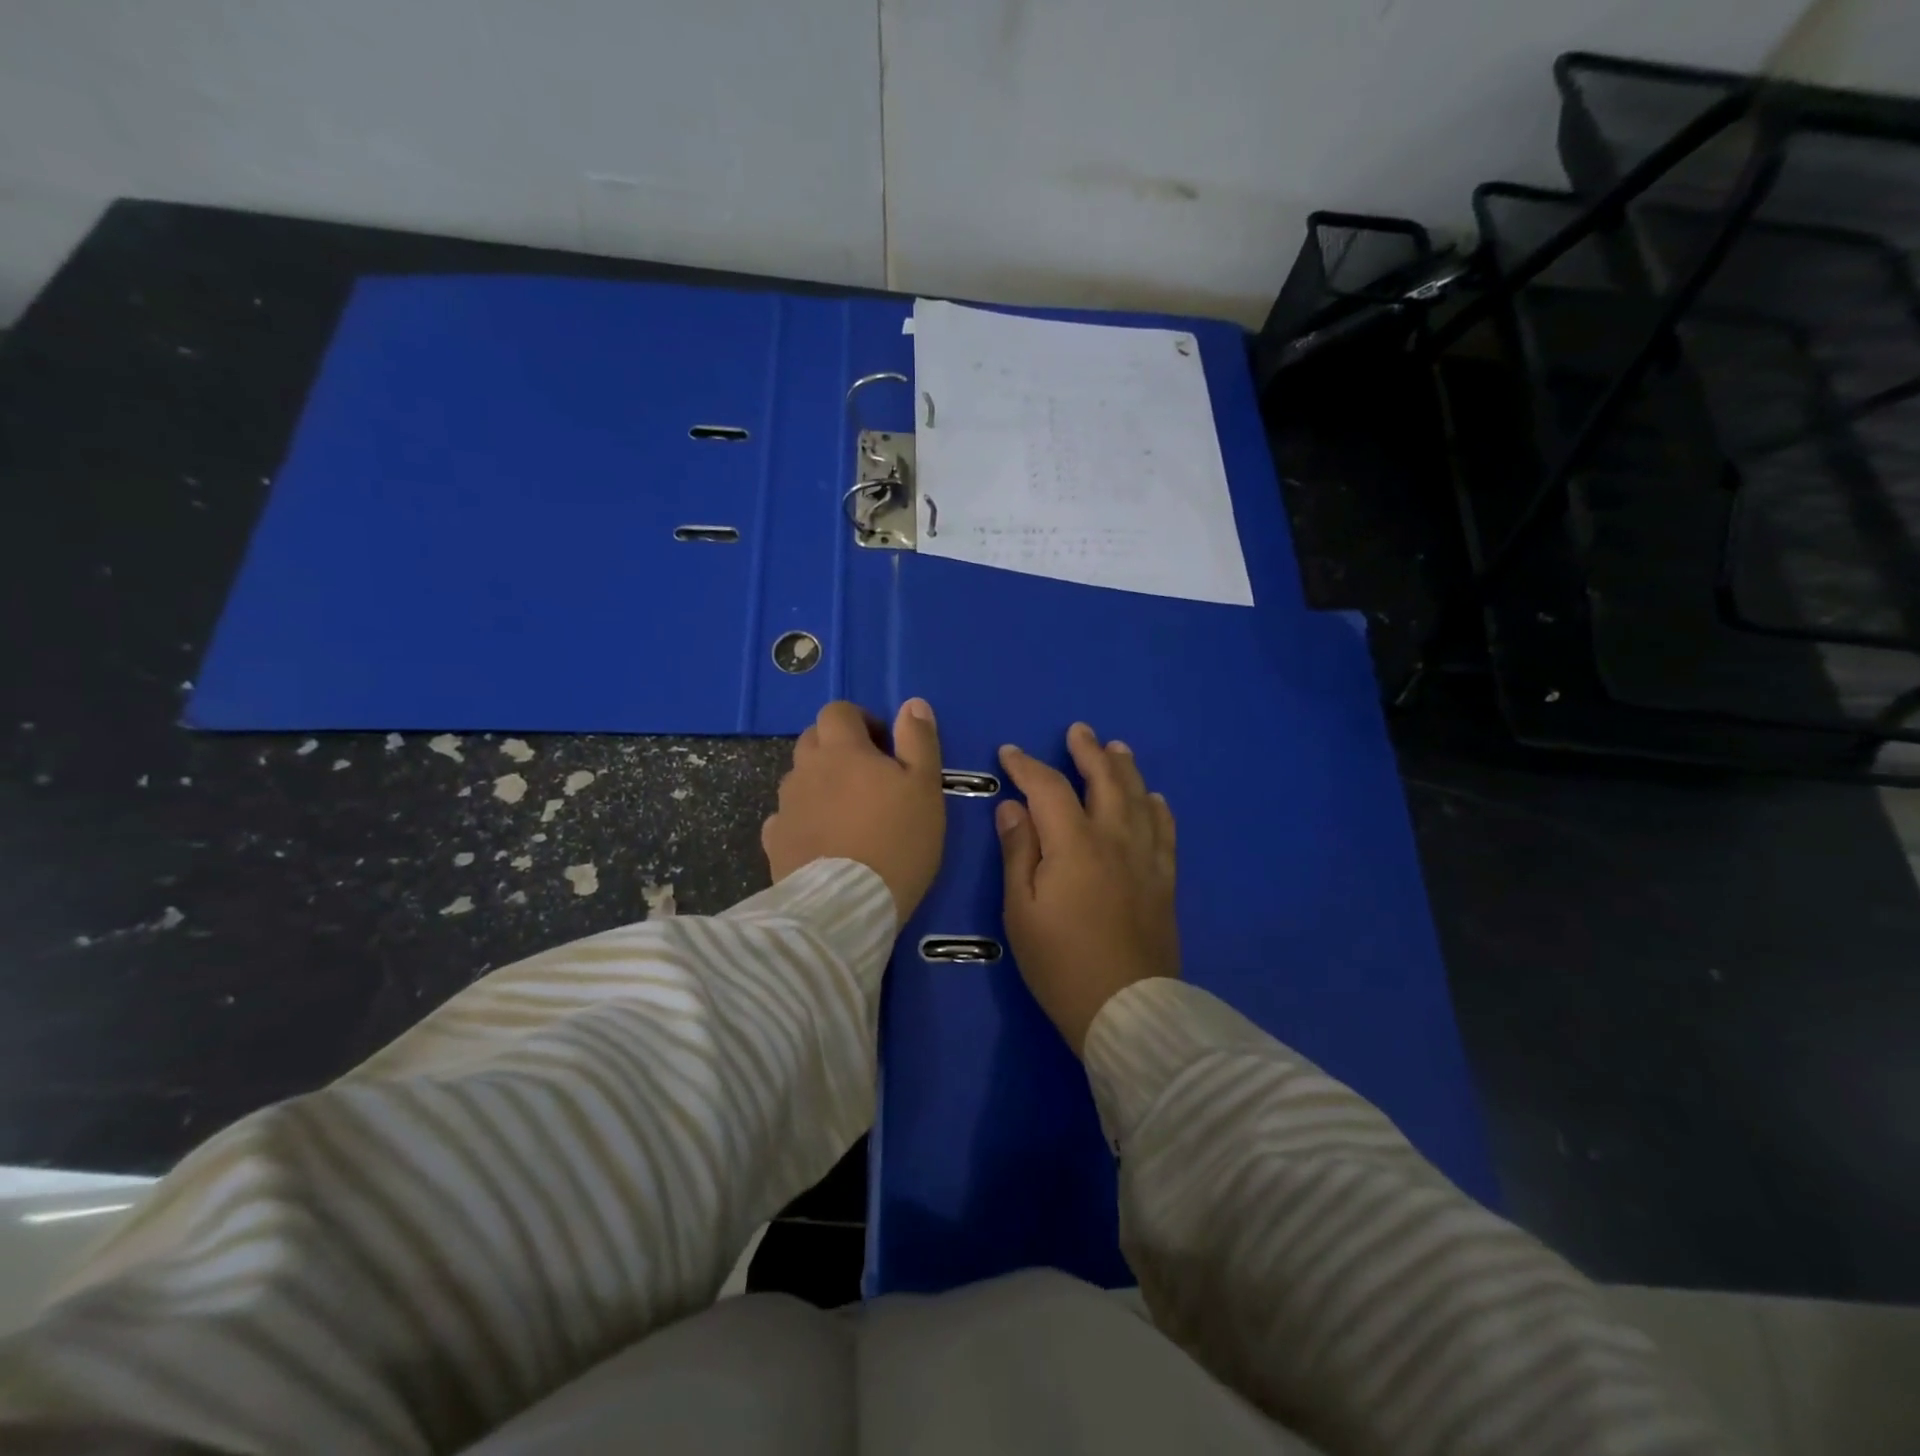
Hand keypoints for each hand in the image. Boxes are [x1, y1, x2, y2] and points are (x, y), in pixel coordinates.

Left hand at [763, 699, 945, 924]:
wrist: (847, 904)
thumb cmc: (897, 840)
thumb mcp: (925, 787)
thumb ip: (919, 741)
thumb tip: (911, 703)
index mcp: (842, 750)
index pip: (838, 711)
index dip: (860, 719)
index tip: (883, 745)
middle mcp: (805, 770)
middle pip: (812, 740)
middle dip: (837, 748)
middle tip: (867, 777)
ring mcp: (785, 806)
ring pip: (799, 779)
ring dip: (820, 784)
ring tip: (846, 814)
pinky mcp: (774, 842)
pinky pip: (785, 818)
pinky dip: (802, 820)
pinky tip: (821, 841)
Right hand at [996, 722, 1178, 1056]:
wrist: (1125, 1009)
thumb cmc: (1059, 962)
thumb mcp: (1021, 910)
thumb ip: (1018, 851)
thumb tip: (1012, 807)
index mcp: (1074, 843)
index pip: (1048, 788)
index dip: (1027, 766)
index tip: (1010, 753)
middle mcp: (1115, 839)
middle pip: (1105, 781)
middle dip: (1089, 752)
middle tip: (1079, 730)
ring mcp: (1146, 859)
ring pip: (1139, 799)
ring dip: (1126, 769)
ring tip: (1117, 748)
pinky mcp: (1164, 881)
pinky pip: (1165, 833)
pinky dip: (1158, 809)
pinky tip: (1155, 799)